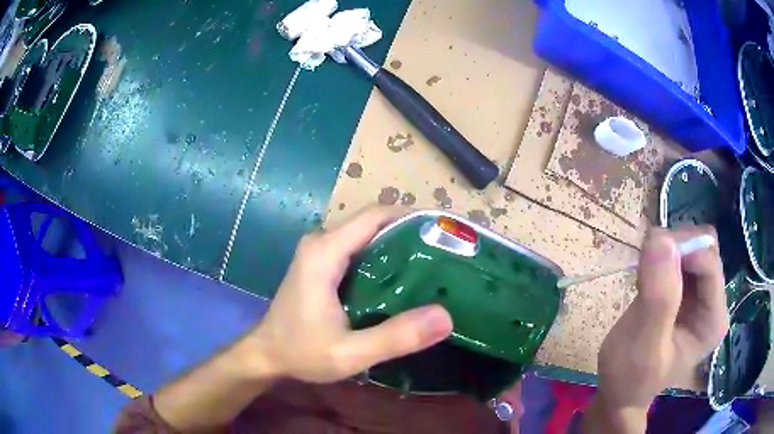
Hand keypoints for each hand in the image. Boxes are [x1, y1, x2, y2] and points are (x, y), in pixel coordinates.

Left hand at [245, 206, 453, 382]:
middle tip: (447, 256)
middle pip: (375, 223)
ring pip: (368, 235)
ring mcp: (320, 251)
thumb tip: (445, 317)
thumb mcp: (350, 354)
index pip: (376, 215)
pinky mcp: (321, 263)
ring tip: (434, 267)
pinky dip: (385, 259)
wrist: (266, 355)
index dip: (414, 217)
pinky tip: (404, 281)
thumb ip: (395, 337)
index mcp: (325, 252)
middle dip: (412, 233)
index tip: (445, 233)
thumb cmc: (301, 353)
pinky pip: (359, 249)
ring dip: (400, 246)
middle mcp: (322, 242)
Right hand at [585, 226, 728, 431]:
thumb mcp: (643, 345)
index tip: (649, 258)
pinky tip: (647, 279)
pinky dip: (661, 257)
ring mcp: (701, 294)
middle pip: (704, 248)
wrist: (620, 392)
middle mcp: (714, 301)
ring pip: (692, 247)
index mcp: (714, 319)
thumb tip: (660, 238)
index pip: (709, 263)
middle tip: (646, 268)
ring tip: (644, 279)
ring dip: (666, 252)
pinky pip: (680, 255)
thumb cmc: (630, 378)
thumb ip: (658, 297)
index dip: (683, 251)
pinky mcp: (687, 290)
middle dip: (675, 248)